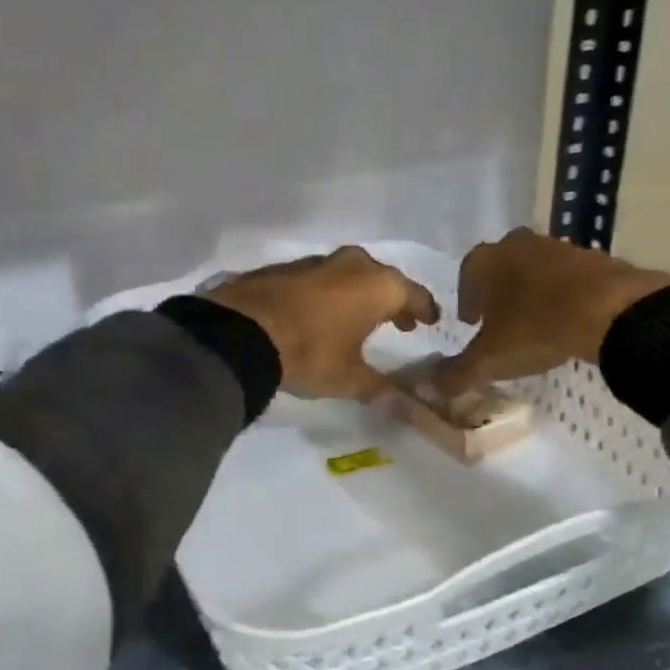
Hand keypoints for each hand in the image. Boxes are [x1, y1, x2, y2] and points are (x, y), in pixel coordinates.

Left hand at [205, 247, 439, 401]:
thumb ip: (378, 389)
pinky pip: (319, 279)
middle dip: (392, 300)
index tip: (430, 322)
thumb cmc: (310, 353)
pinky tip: (319, 314)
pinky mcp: (285, 268)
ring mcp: (316, 262)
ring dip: (358, 294)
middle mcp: (352, 265)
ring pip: (349, 275)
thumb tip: (402, 406)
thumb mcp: (348, 379)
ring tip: (358, 318)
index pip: (414, 295)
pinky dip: (328, 294)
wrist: (239, 331)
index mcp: (378, 286)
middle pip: (382, 279)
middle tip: (398, 321)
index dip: (424, 310)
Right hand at [430, 228, 669, 395]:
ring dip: (529, 292)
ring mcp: (558, 246)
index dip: (466, 300)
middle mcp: (518, 244)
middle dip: (496, 293)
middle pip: (500, 268)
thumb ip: (457, 373)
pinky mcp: (593, 257)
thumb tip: (430, 387)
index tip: (471, 323)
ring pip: (533, 270)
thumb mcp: (490, 359)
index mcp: (487, 259)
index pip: (466, 275)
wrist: (612, 310)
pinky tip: (566, 318)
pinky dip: (561, 294)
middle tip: (499, 321)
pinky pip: (566, 277)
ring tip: (534, 322)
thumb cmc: (536, 327)